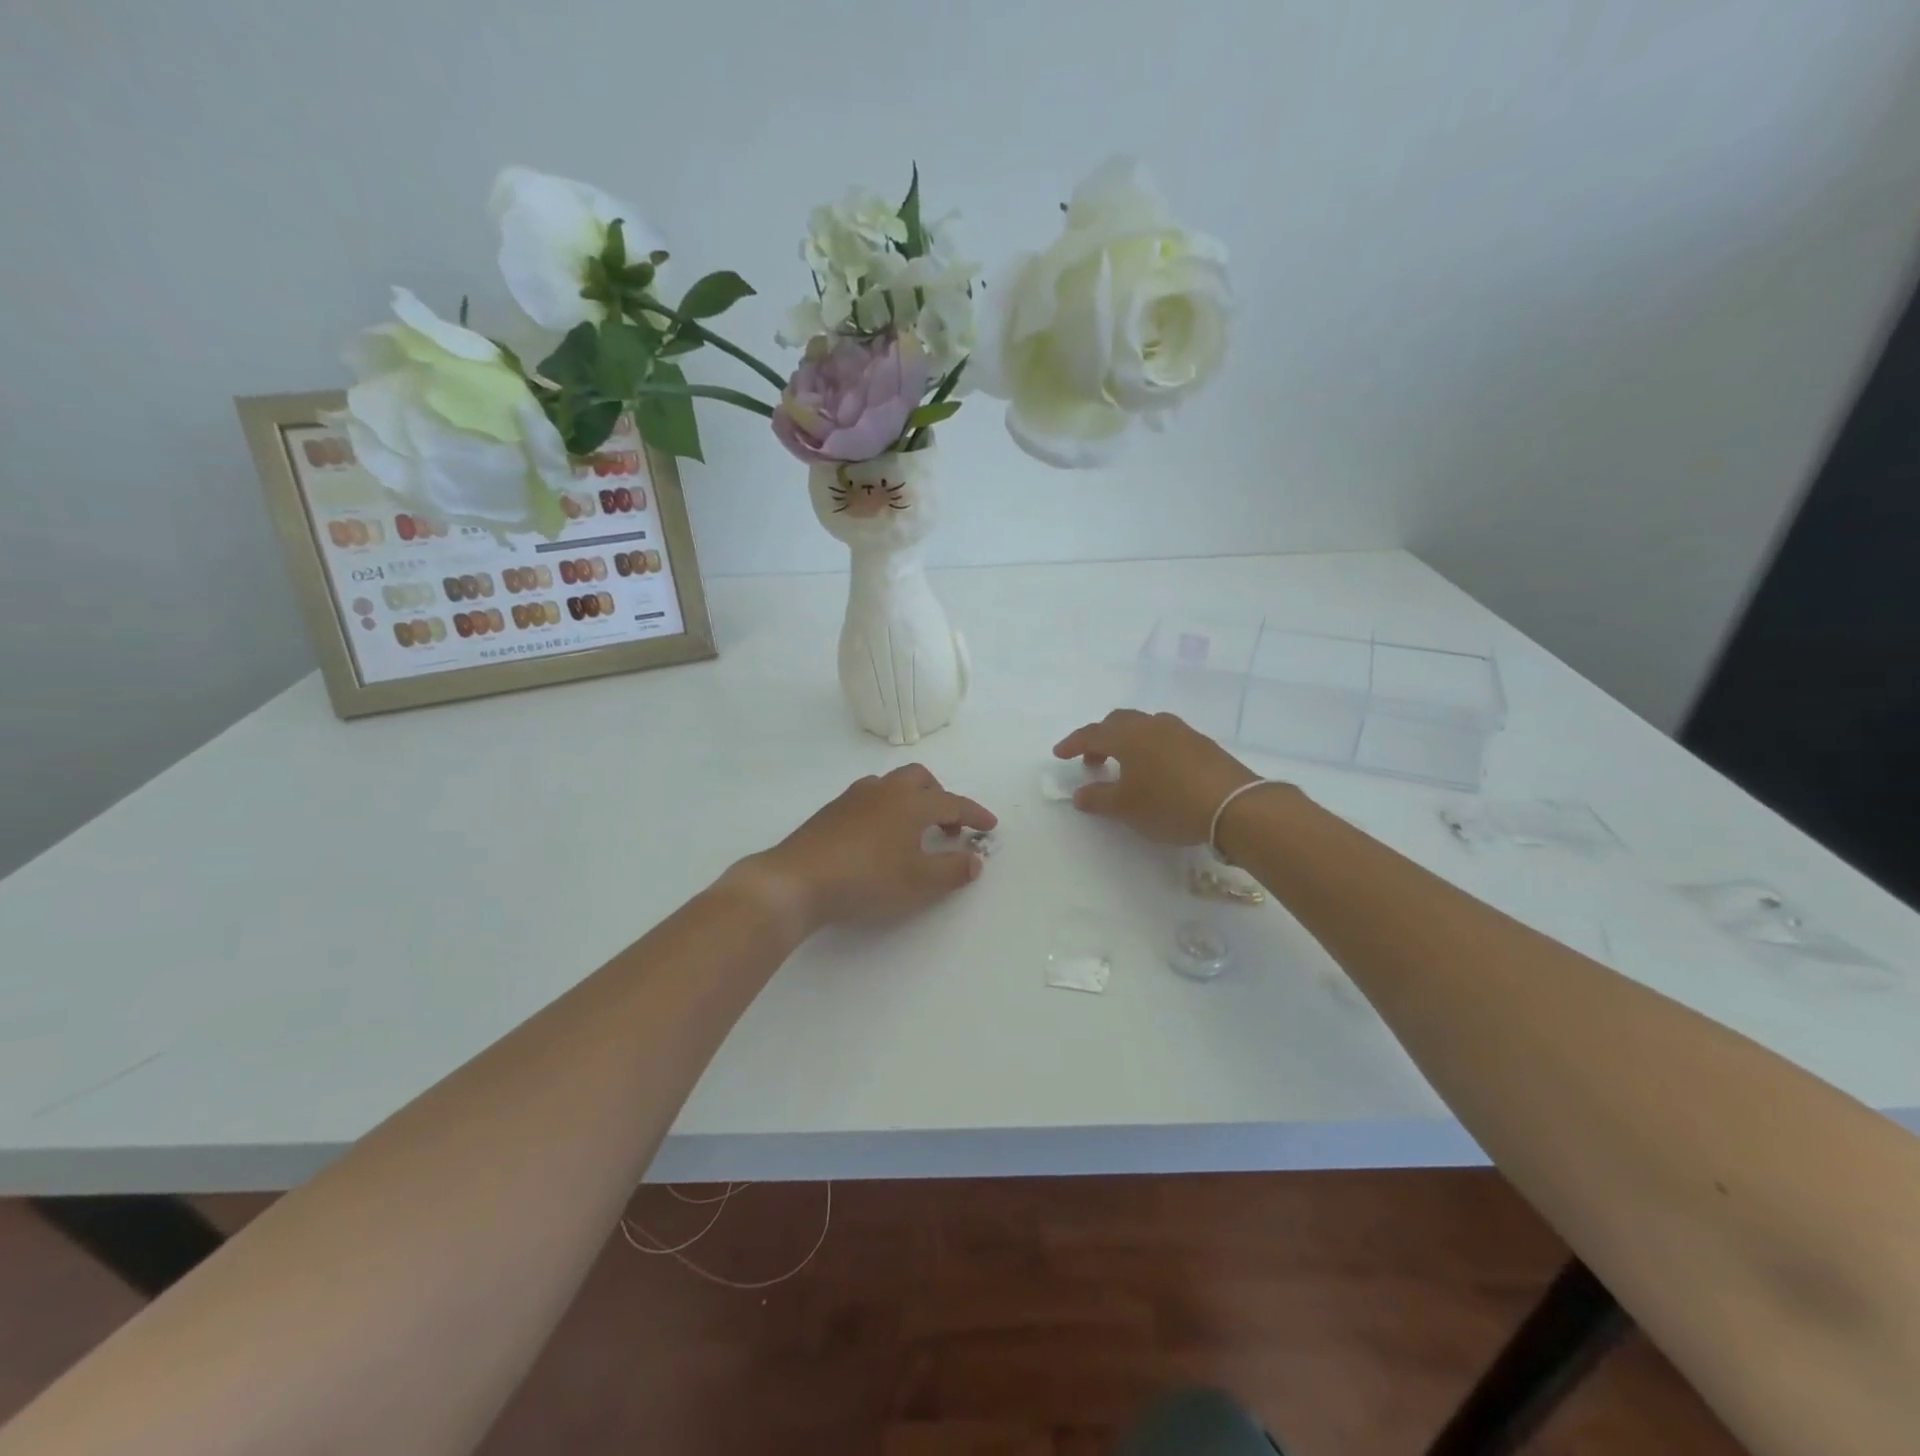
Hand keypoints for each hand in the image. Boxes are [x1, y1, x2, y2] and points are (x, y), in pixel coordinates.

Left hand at [742, 765, 996, 930]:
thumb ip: (952, 870)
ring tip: (914, 830)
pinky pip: (871, 797)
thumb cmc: (866, 879)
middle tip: (948, 825)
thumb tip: (975, 860)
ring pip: (892, 784)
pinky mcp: (832, 810)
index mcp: (911, 803)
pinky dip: (887, 807)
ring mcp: (855, 797)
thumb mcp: (918, 882)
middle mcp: (885, 790)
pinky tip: (879, 835)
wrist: (797, 880)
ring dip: (912, 800)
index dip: (975, 814)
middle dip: (941, 797)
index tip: (990, 826)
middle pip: (921, 779)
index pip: (953, 802)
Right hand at [1053, 710, 1259, 845]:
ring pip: (1145, 726)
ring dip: (1128, 741)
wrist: (1234, 805)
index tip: (1059, 754)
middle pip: (1119, 722)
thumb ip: (1099, 798)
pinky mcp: (1202, 743)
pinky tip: (1157, 770)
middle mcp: (1152, 725)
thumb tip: (1080, 794)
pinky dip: (1151, 747)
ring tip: (1126, 766)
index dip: (1073, 743)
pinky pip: (1165, 737)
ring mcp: (1180, 731)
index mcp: (1128, 736)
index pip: (1092, 733)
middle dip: (1100, 738)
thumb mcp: (1126, 807)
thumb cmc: (1170, 804)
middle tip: (1093, 761)